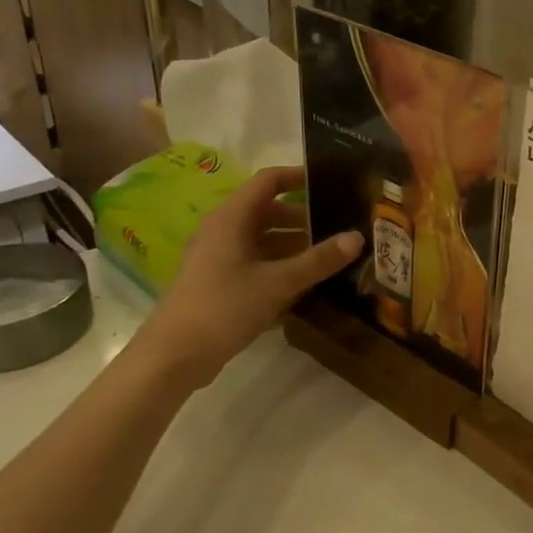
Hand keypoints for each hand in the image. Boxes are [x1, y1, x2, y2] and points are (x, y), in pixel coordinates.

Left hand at [137, 166, 362, 388]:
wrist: (174, 355)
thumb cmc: (224, 308)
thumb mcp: (278, 283)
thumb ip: (319, 260)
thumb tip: (357, 237)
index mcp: (232, 218)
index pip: (269, 181)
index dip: (300, 177)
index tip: (333, 183)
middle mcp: (224, 230)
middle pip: (269, 211)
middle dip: (305, 217)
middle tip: (341, 225)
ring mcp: (220, 256)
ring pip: (264, 239)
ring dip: (295, 244)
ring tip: (331, 255)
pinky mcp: (220, 280)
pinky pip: (257, 261)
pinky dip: (282, 264)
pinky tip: (307, 281)